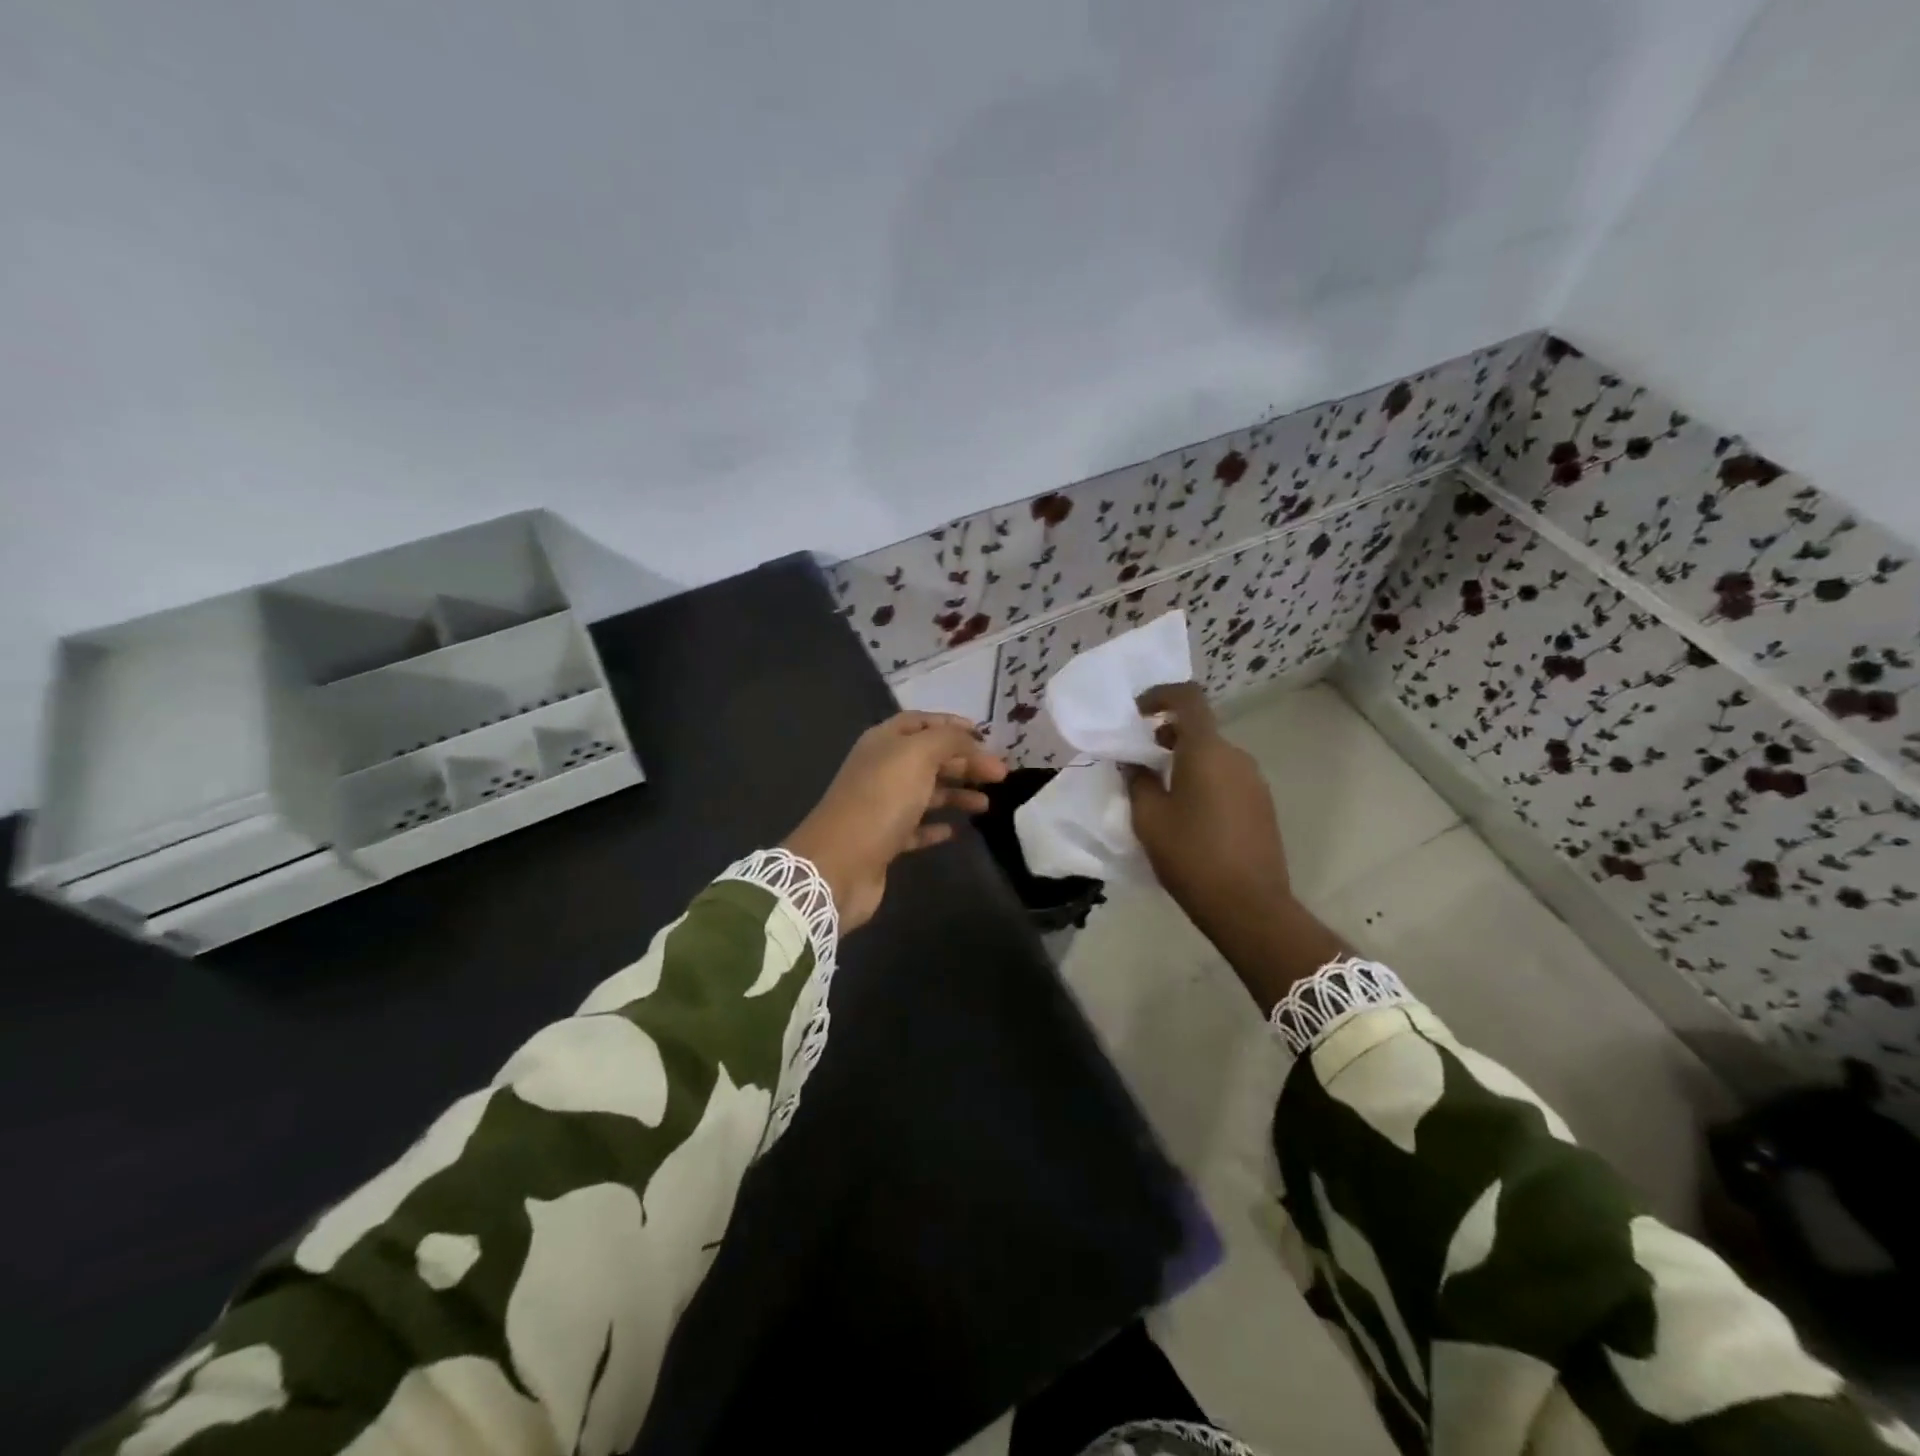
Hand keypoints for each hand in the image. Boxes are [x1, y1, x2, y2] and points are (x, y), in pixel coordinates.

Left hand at [783, 712, 1007, 931]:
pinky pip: (916, 828)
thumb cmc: (881, 799)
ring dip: (957, 794)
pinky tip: (956, 831)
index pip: (920, 722)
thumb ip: (948, 740)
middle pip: (929, 758)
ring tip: (986, 804)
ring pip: (926, 792)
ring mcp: (881, 806)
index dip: (952, 725)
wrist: (840, 863)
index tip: (985, 736)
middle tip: (1000, 775)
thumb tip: (971, 739)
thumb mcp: (918, 755)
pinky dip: (937, 827)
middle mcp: (881, 769)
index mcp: (884, 742)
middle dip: (964, 762)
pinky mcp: (884, 840)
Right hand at [1124, 683, 1344, 1008]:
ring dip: (1186, 759)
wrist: (1249, 906)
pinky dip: (1204, 779)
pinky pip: (1228, 777)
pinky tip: (1188, 813)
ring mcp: (1254, 781)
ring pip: (1214, 755)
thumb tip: (1133, 762)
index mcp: (1207, 750)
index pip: (1188, 698)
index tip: (1136, 713)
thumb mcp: (1149, 818)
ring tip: (1160, 789)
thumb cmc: (1192, 855)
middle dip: (1168, 734)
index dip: (1160, 695)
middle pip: (1201, 728)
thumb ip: (1137, 780)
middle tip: (1140, 757)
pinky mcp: (1262, 805)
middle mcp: (1236, 756)